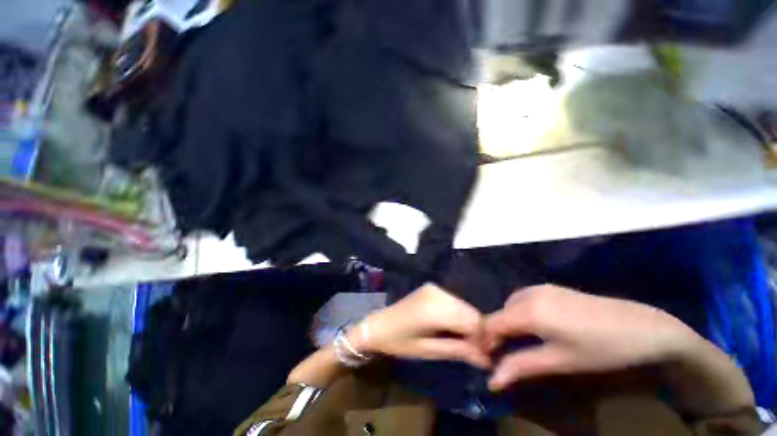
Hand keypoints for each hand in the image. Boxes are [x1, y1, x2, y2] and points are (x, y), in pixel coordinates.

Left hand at [355, 284, 490, 368]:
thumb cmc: (400, 342)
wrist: (379, 325)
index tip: (483, 357)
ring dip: (468, 324)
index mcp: (435, 308)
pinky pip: (454, 301)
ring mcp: (435, 288)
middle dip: (477, 332)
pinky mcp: (432, 288)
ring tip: (462, 341)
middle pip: (471, 311)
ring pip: (464, 306)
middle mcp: (438, 293)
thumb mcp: (429, 351)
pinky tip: (451, 327)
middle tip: (474, 351)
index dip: (483, 339)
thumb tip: (487, 360)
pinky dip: (458, 315)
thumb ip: (459, 351)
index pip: (473, 321)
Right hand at [485, 285, 701, 390]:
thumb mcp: (560, 362)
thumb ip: (522, 367)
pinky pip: (524, 299)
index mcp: (528, 310)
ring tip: (521, 345)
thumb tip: (492, 380)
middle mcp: (528, 293)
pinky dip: (521, 314)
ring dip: (509, 324)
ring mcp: (540, 288)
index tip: (489, 361)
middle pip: (500, 313)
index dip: (486, 342)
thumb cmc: (602, 350)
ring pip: (510, 305)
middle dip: (498, 335)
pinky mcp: (551, 288)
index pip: (492, 323)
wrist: (645, 328)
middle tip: (506, 357)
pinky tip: (537, 328)